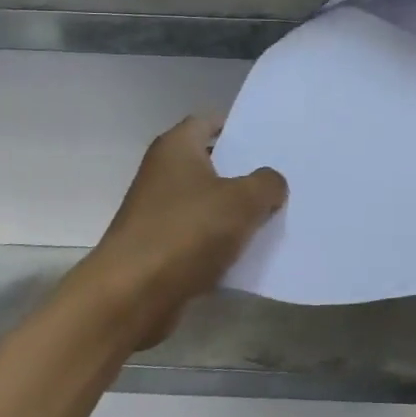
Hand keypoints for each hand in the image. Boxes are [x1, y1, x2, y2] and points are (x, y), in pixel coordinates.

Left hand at [71, 116, 285, 348]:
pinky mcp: (160, 248)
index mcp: (176, 148)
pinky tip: (250, 252)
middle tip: (283, 177)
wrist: (132, 295)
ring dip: (236, 211)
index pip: (209, 121)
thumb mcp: (243, 200)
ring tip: (275, 215)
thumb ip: (267, 184)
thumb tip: (271, 184)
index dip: (240, 127)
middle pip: (211, 163)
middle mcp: (163, 173)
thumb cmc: (187, 232)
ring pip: (208, 203)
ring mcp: (158, 212)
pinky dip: (221, 242)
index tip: (271, 140)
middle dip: (245, 171)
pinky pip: (200, 236)